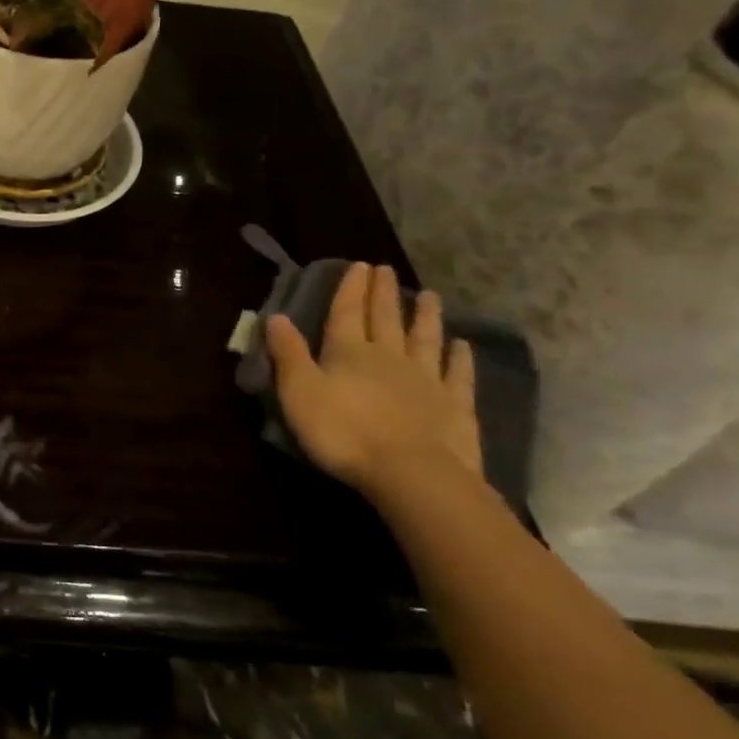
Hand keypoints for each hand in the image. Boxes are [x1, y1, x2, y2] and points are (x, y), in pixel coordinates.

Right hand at [266, 262, 480, 499]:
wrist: (411, 473)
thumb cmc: (344, 432)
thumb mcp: (299, 392)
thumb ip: (288, 354)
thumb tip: (276, 316)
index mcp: (349, 352)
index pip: (347, 312)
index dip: (351, 289)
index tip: (359, 265)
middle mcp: (389, 357)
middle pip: (386, 319)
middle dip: (384, 294)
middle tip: (387, 270)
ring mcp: (426, 380)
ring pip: (424, 339)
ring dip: (425, 317)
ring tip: (430, 295)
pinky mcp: (455, 406)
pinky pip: (458, 375)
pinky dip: (460, 358)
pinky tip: (463, 345)